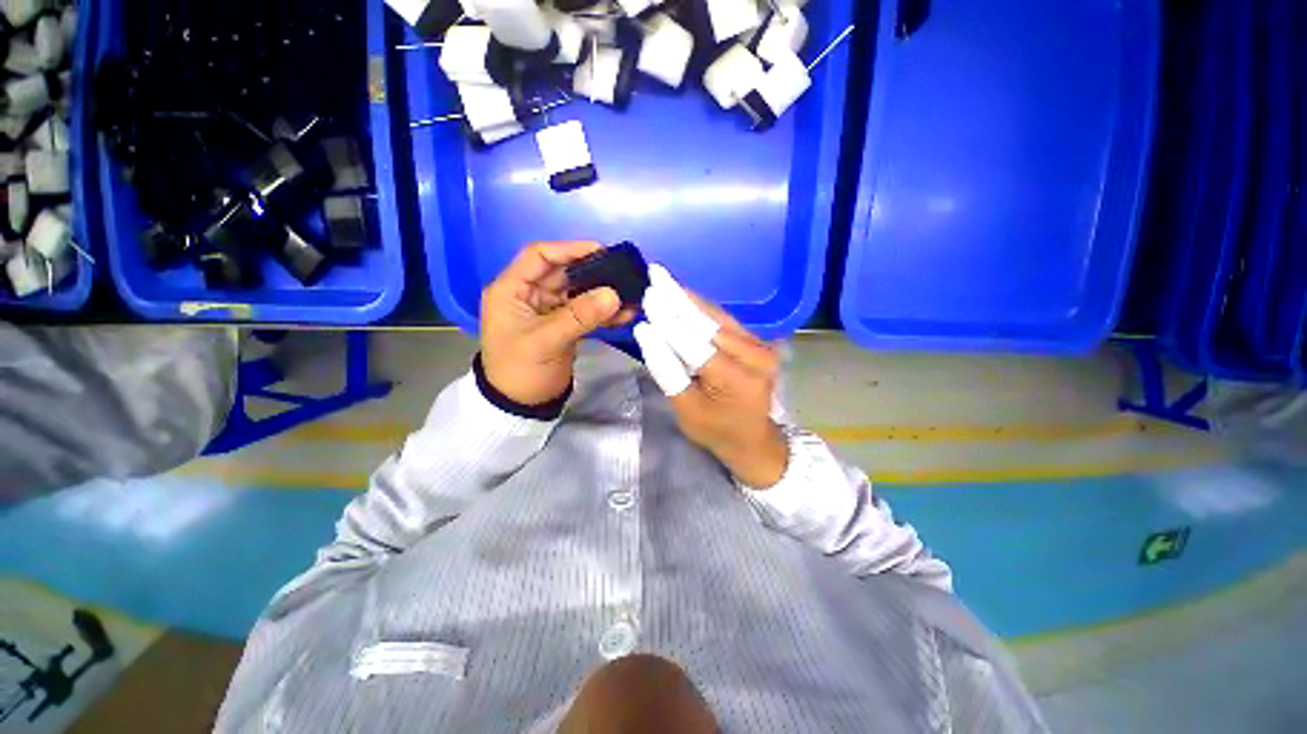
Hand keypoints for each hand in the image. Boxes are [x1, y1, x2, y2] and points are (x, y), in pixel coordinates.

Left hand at [481, 241, 635, 405]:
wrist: (521, 406)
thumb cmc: (521, 371)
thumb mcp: (546, 342)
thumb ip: (579, 317)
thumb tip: (614, 294)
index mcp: (512, 290)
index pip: (540, 256)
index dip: (569, 250)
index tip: (602, 251)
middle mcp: (530, 295)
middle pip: (564, 274)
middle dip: (594, 273)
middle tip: (624, 273)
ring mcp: (549, 311)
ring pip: (579, 294)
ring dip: (603, 295)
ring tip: (631, 294)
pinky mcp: (563, 326)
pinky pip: (585, 313)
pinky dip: (604, 314)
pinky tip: (625, 314)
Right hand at [635, 283, 788, 487]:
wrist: (753, 439)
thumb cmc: (716, 431)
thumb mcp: (686, 410)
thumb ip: (668, 372)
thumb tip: (647, 333)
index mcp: (737, 379)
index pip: (695, 343)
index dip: (669, 320)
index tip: (647, 297)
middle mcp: (755, 356)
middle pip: (709, 322)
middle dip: (679, 298)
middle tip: (655, 274)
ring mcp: (760, 347)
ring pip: (718, 316)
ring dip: (690, 298)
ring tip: (665, 279)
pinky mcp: (757, 343)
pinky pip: (726, 321)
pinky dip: (702, 309)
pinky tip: (684, 296)